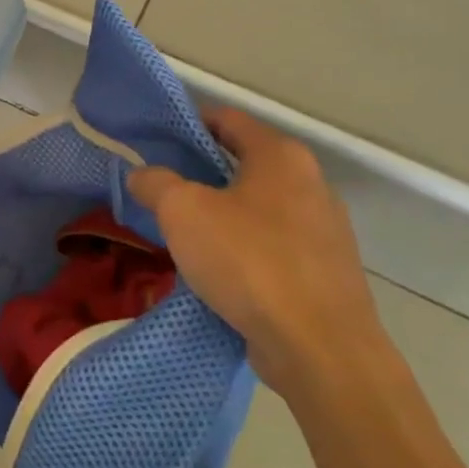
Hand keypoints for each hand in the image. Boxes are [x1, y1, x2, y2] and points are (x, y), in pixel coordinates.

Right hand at [128, 108, 388, 397]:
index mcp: (280, 156)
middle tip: (162, 190)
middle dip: (202, 173)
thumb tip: (142, 174)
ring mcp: (324, 230)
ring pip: (258, 207)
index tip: (155, 141)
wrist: (320, 348)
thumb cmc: (249, 261)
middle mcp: (311, 183)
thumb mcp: (183, 212)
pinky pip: (274, 246)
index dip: (189, 123)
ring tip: (184, 234)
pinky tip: (218, 271)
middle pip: (244, 164)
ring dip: (223, 214)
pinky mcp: (326, 271)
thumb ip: (156, 183)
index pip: (228, 119)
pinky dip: (245, 249)